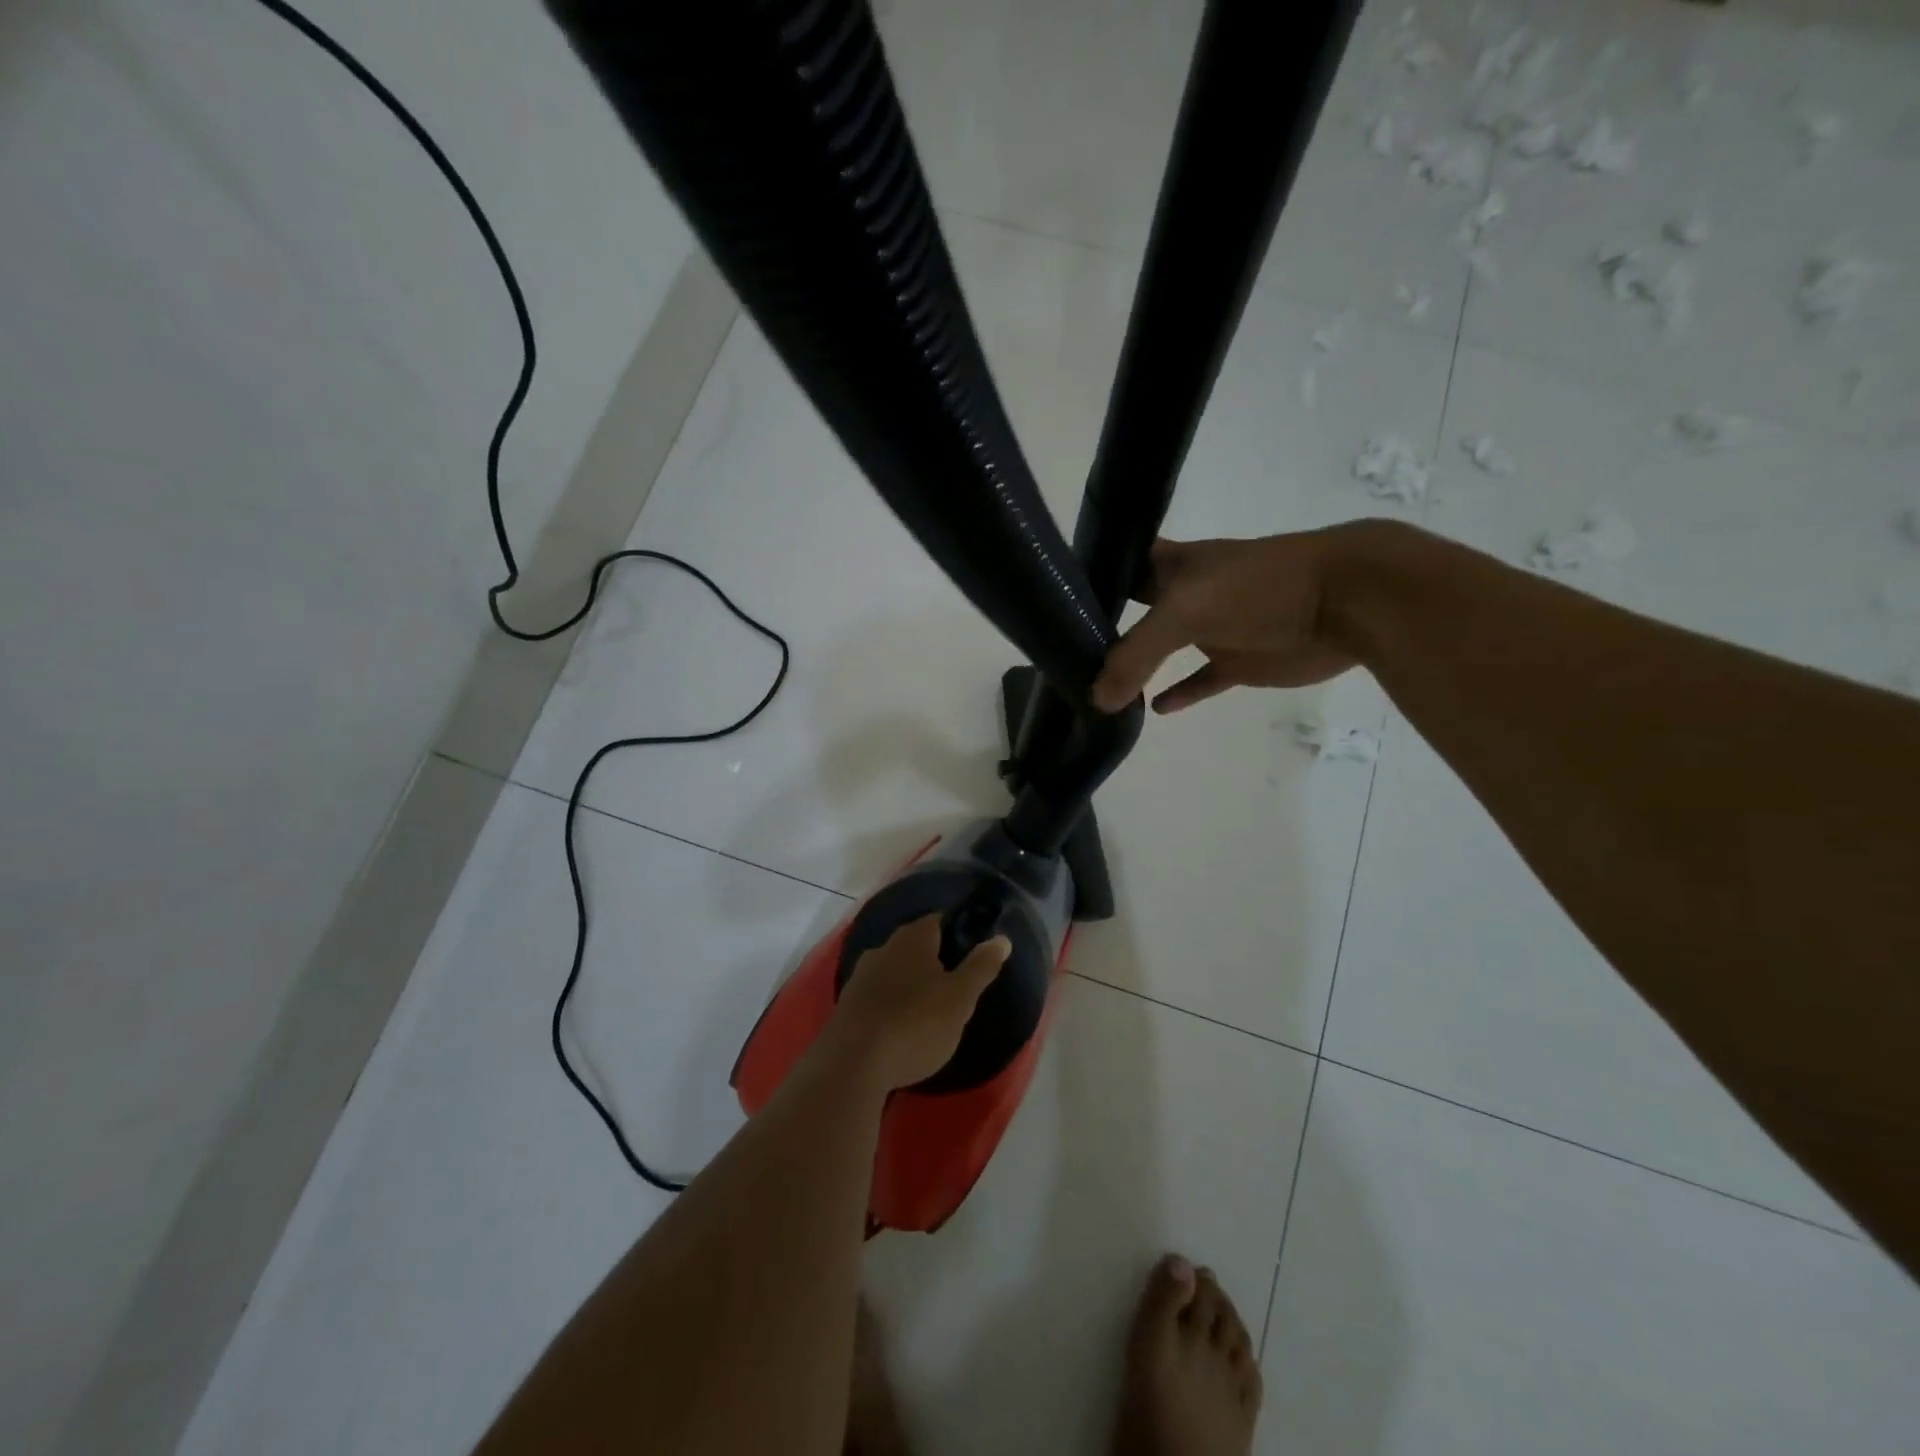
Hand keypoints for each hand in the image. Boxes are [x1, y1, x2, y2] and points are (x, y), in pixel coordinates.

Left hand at [825, 915, 1011, 1089]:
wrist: (852, 1064)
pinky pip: (877, 994)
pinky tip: (900, 1024)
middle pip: (914, 944)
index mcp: (913, 938)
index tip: (972, 950)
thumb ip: (981, 967)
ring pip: (894, 969)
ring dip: (910, 982)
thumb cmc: (916, 1024)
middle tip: (955, 982)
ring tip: (929, 1006)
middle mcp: (883, 947)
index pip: (938, 920)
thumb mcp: (960, 999)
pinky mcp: (847, 1004)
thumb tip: (1001, 938)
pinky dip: (891, 1002)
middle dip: (933, 958)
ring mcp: (861, 975)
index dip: (957, 931)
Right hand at [1090, 529, 1363, 714]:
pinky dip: (1181, 694)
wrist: (1343, 601)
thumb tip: (1097, 700)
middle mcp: (1185, 594)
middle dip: (1104, 626)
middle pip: (1135, 611)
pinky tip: (1154, 709)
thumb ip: (1136, 655)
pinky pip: (1201, 681)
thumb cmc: (1257, 588)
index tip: (1055, 598)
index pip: (1120, 566)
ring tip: (1097, 687)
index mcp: (1172, 566)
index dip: (1091, 576)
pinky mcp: (1238, 662)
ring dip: (1136, 668)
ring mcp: (1213, 629)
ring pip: (1164, 650)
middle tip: (1065, 651)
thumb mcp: (1184, 612)